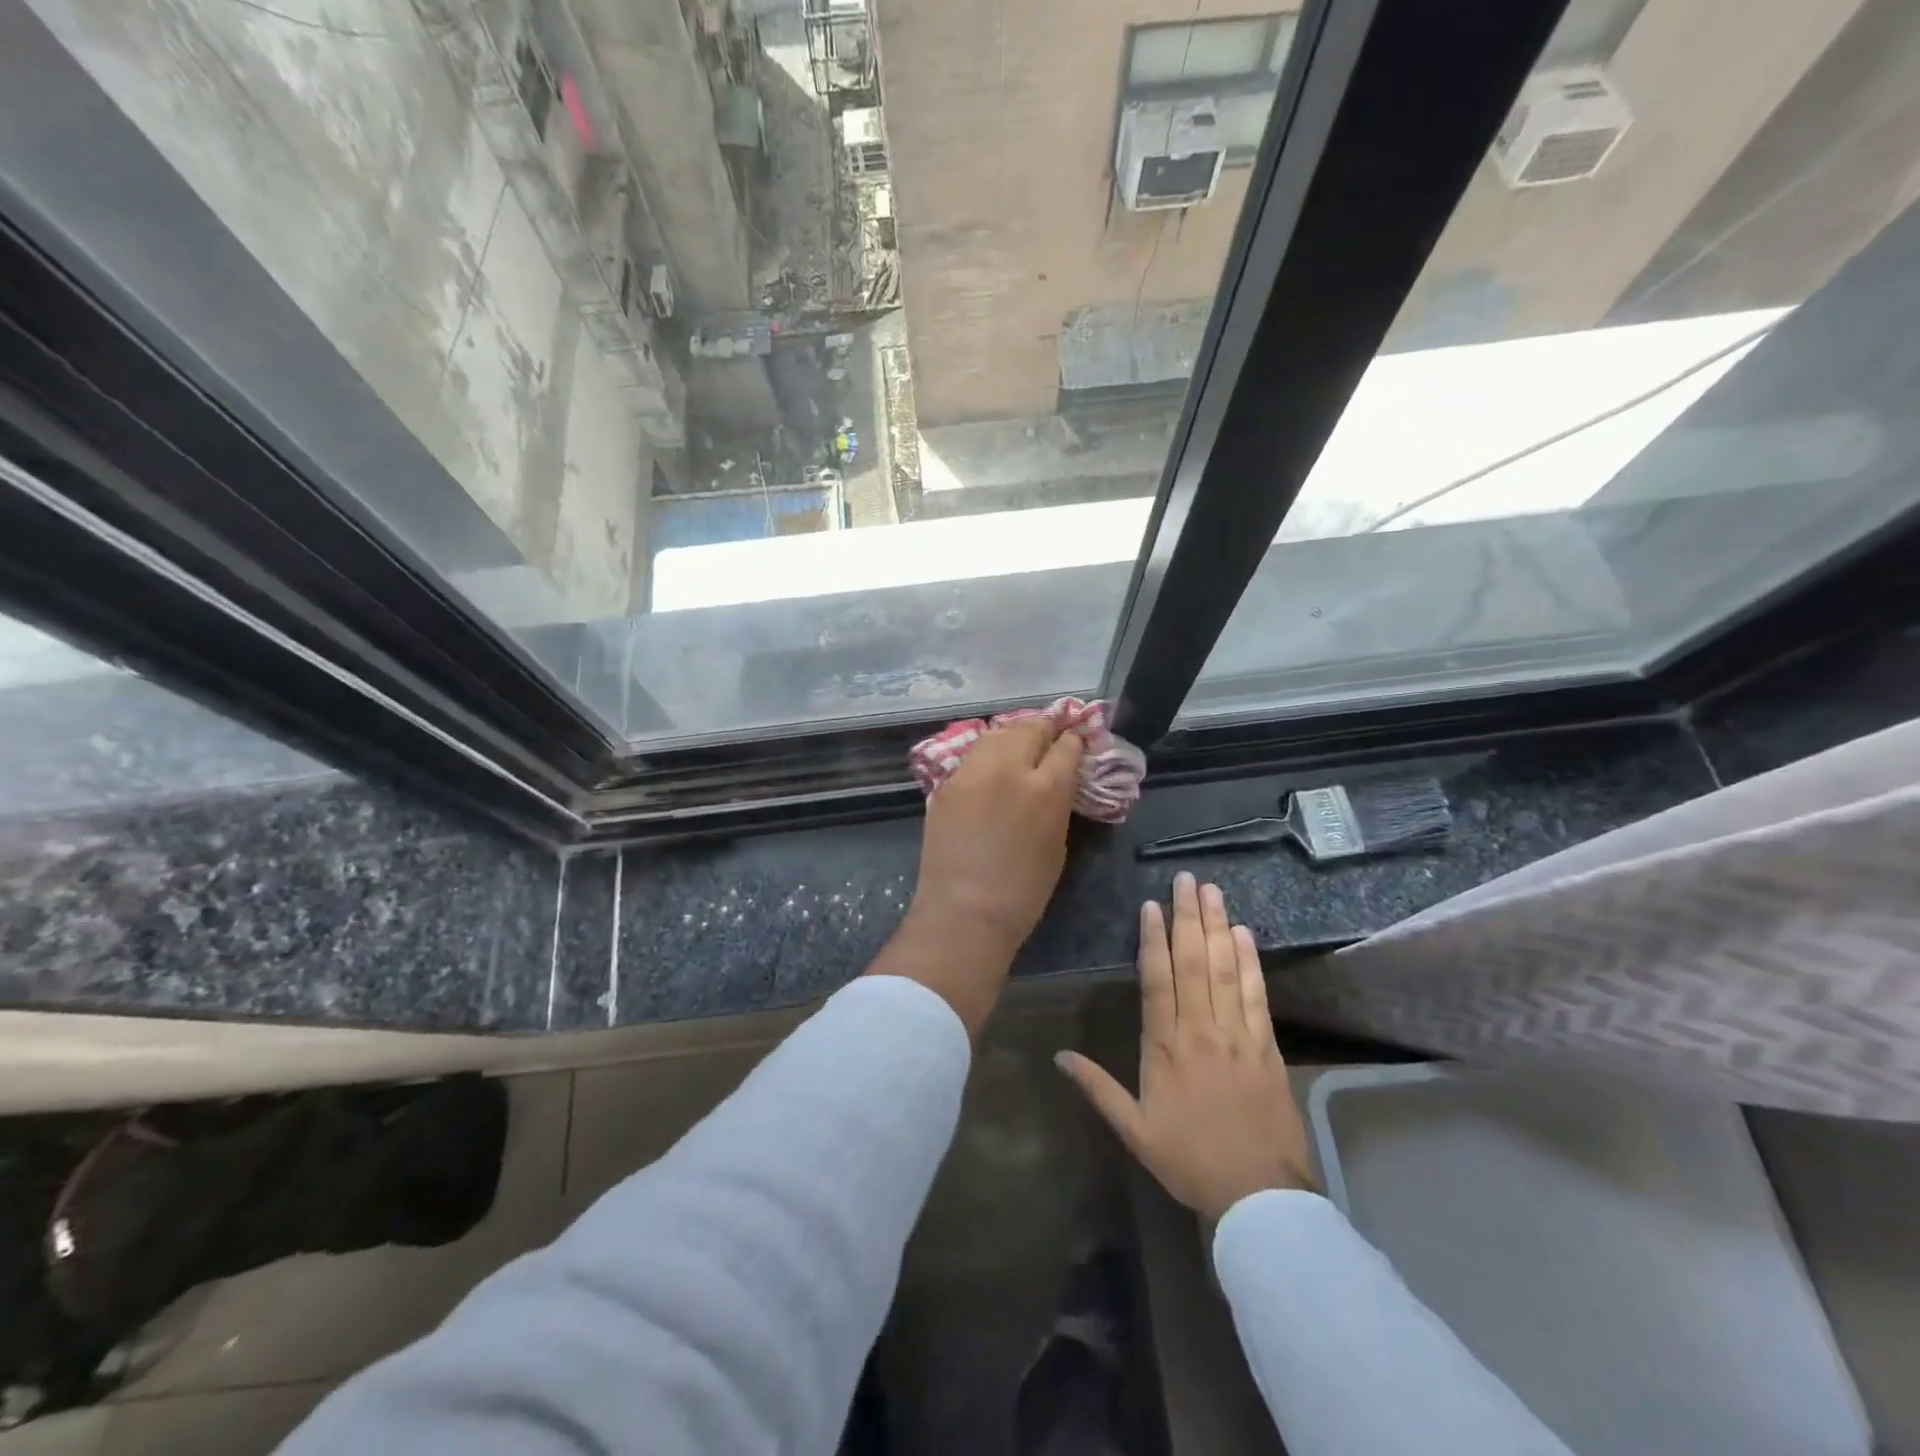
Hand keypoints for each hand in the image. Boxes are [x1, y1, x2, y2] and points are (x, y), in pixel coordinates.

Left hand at [869, 719, 1083, 1035]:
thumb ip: (1058, 803)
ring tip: (1021, 744)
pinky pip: (974, 755)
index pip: (1066, 746)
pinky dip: (988, 753)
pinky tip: (993, 765)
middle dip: (1045, 729)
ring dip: (1014, 734)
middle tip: (1051, 737)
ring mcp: (973, 772)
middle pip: (1030, 728)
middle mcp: (1009, 768)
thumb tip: (1058, 781)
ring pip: (998, 733)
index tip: (1076, 742)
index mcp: (1046, 787)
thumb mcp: (1057, 844)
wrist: (963, 912)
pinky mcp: (948, 782)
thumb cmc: (1022, 892)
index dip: (1074, 741)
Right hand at [1057, 873, 1315, 1219]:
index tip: (1152, 905)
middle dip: (1188, 917)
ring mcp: (1236, 1034)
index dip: (1153, 939)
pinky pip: (1256, 994)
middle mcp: (1200, 1029)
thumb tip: (1059, 1056)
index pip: (1157, 979)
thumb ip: (1098, 1087)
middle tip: (1187, 879)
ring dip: (1218, 927)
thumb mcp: (1134, 1130)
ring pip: (1225, 969)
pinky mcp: (1266, 1045)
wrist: (1258, 1195)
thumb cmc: (1189, 1159)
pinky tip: (1245, 934)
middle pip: (1193, 962)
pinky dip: (1250, 961)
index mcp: (1165, 1046)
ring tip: (1212, 892)